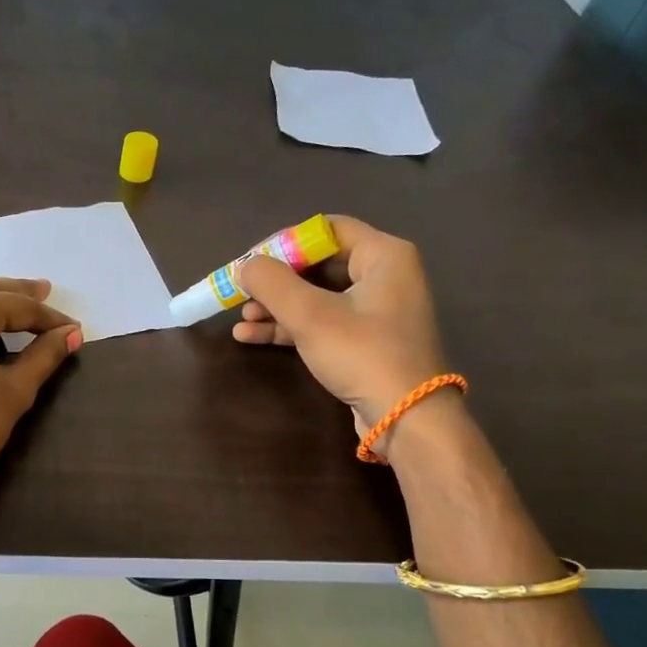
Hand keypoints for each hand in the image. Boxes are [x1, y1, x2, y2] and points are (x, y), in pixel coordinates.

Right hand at [235, 216, 452, 451]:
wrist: (404, 416)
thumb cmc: (362, 353)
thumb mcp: (310, 315)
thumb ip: (271, 283)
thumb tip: (244, 266)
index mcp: (383, 255)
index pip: (326, 229)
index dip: (284, 242)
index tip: (251, 262)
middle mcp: (384, 276)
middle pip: (318, 264)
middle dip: (276, 281)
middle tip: (242, 293)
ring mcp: (376, 311)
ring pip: (316, 297)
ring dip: (276, 307)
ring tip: (241, 319)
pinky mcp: (365, 341)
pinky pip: (322, 322)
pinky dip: (289, 327)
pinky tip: (252, 336)